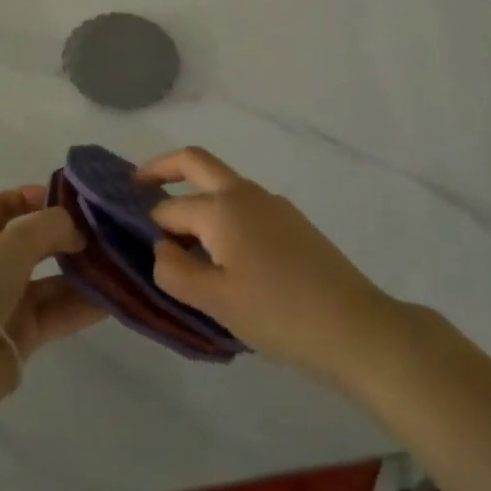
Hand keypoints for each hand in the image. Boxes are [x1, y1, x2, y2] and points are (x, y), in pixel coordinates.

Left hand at [0, 186, 105, 361]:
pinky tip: (114, 298)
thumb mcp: (13, 242)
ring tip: (117, 263)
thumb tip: (78, 231)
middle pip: (34, 242)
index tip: (67, 198)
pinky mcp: (26, 333)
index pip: (4, 205)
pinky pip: (61, 311)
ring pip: (52, 280)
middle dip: (66, 235)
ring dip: (82, 272)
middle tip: (101, 232)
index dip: (31, 196)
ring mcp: (9, 300)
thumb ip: (50, 225)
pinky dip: (85, 304)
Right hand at [140, 148, 402, 388]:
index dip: (149, 229)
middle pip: (195, 162)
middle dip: (161, 168)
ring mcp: (273, 205)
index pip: (168, 209)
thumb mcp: (215, 300)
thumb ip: (174, 270)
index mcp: (222, 208)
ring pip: (222, 186)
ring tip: (182, 245)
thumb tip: (161, 248)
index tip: (136, 251)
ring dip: (195, 198)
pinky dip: (221, 217)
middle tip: (134, 187)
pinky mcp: (292, 223)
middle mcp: (245, 193)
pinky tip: (224, 257)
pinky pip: (244, 207)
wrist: (357, 328)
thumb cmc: (279, 314)